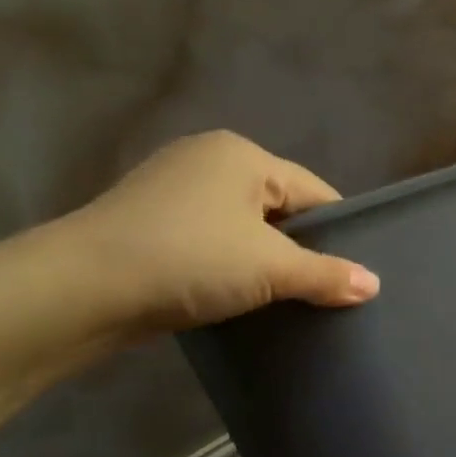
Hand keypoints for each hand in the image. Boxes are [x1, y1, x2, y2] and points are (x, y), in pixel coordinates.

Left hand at [62, 131, 378, 334]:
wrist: (82, 288)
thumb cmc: (191, 259)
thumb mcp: (271, 269)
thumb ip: (327, 275)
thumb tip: (373, 285)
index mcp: (243, 155)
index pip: (315, 193)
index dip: (339, 235)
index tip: (353, 276)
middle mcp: (209, 160)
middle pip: (281, 209)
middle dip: (302, 250)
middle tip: (323, 294)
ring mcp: (174, 190)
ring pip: (246, 228)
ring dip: (266, 262)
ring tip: (284, 301)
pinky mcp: (151, 222)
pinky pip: (213, 241)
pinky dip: (231, 266)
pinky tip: (238, 296)